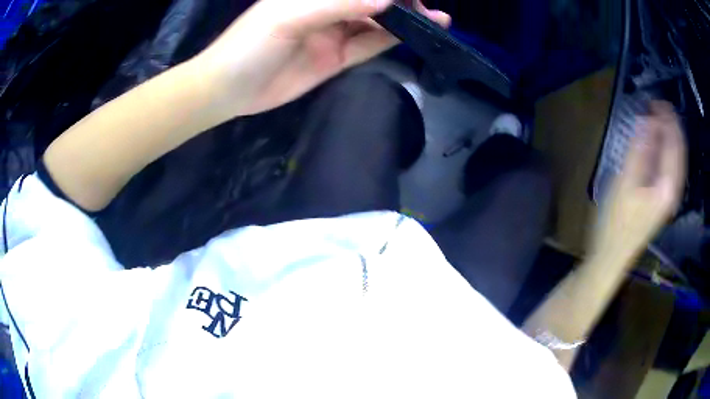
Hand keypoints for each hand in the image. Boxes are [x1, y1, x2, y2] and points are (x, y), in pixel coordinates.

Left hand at [194, 0, 449, 116]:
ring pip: (375, 22)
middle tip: (432, 10)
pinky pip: (368, 45)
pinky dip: (389, 39)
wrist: (229, 90)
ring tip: (436, 21)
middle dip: (401, 3)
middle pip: (371, 2)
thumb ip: (336, 6)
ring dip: (403, 21)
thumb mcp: (288, 19)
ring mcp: (333, 33)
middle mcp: (327, 9)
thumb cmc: (249, 46)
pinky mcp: (336, 58)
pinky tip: (410, 35)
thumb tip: (385, 1)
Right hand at [592, 101, 686, 263]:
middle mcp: (673, 191)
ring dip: (669, 136)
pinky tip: (657, 143)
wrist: (611, 258)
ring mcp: (668, 197)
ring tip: (657, 118)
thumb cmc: (615, 224)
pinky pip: (670, 168)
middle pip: (679, 151)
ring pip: (676, 159)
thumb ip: (638, 152)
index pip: (675, 145)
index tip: (655, 101)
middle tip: (657, 106)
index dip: (667, 119)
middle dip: (671, 125)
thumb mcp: (624, 184)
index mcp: (667, 187)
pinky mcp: (661, 199)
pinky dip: (666, 150)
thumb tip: (647, 120)